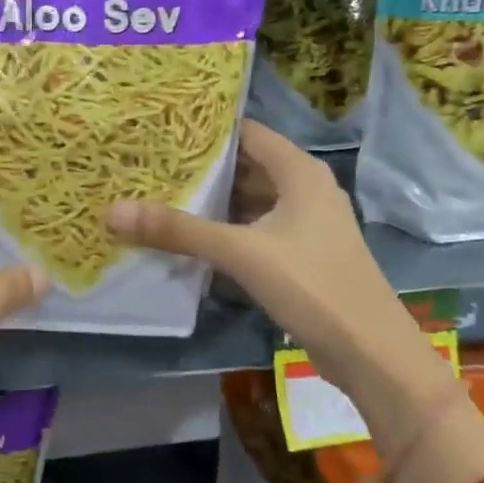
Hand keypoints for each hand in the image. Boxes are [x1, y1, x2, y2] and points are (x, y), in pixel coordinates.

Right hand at [106, 121, 407, 383]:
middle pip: (247, 166)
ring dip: (214, 201)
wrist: (371, 353)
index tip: (160, 129)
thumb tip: (112, 211)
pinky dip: (228, 229)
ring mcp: (307, 224)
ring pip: (251, 200)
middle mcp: (306, 189)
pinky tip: (192, 238)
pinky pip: (257, 229)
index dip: (206, 130)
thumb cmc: (312, 285)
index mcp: (300, 172)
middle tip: (150, 164)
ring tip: (161, 195)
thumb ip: (178, 230)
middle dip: (202, 168)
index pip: (247, 132)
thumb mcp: (240, 252)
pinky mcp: (303, 255)